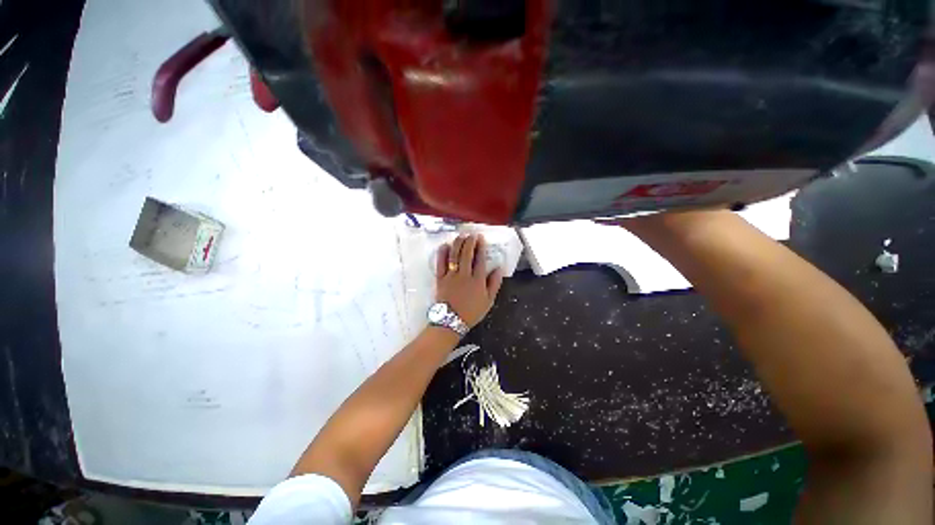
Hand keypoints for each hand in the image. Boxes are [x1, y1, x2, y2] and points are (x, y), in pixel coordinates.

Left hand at [435, 233, 504, 327]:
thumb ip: (494, 284)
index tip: (481, 238)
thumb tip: (499, 268)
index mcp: (477, 280)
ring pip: (454, 256)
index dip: (481, 247)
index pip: (480, 259)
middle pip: (467, 254)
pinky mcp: (440, 279)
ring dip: (458, 244)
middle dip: (470, 242)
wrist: (451, 322)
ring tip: (461, 236)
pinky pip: (440, 263)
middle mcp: (464, 275)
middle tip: (472, 234)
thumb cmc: (471, 312)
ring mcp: (451, 276)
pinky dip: (442, 254)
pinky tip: (445, 245)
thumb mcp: (488, 301)